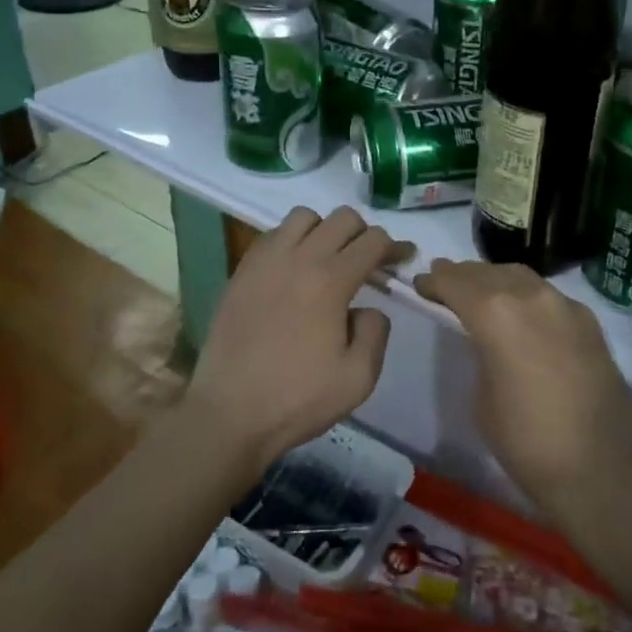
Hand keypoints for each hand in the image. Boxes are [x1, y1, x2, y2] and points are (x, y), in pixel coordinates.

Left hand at [185, 206, 410, 478]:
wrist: (229, 413)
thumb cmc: (297, 398)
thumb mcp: (358, 378)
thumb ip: (375, 332)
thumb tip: (367, 308)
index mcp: (330, 280)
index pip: (372, 241)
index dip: (394, 247)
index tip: (402, 260)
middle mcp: (298, 258)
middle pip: (341, 218)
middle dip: (363, 234)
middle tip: (368, 262)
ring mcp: (264, 261)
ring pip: (303, 217)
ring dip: (324, 230)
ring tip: (327, 260)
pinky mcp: (240, 272)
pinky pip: (272, 235)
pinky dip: (291, 241)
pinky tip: (293, 271)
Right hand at [414, 260, 631, 513]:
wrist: (604, 468)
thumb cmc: (528, 442)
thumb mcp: (483, 398)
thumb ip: (481, 354)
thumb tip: (489, 342)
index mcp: (496, 314)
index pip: (456, 282)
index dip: (435, 281)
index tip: (421, 284)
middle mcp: (532, 297)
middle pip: (489, 273)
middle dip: (464, 276)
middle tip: (445, 283)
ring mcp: (566, 306)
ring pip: (521, 277)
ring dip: (496, 280)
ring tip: (480, 293)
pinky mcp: (590, 322)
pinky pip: (548, 296)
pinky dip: (526, 296)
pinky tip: (522, 314)